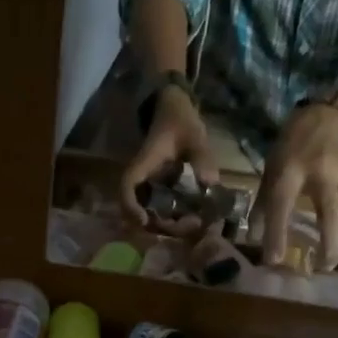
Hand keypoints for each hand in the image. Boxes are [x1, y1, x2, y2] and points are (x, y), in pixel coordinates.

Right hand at [119, 85, 220, 234]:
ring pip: (149, 213)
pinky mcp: (158, 190)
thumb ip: (201, 157)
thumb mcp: (193, 135)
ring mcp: (148, 187)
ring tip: (194, 224)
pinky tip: (192, 218)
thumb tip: (210, 184)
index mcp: (143, 165)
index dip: (131, 207)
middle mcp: (141, 181)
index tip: (143, 222)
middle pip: (137, 210)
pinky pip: (160, 209)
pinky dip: (173, 217)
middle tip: (188, 226)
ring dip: (168, 224)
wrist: (174, 111)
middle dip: (160, 225)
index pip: (127, 188)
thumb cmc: (179, 121)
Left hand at [259, 104, 337, 268]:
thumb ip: (261, 205)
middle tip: (319, 269)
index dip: (277, 235)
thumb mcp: (270, 171)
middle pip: (329, 212)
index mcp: (289, 171)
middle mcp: (321, 173)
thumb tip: (253, 239)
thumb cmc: (292, 148)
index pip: (281, 207)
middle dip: (327, 244)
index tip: (273, 262)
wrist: (329, 115)